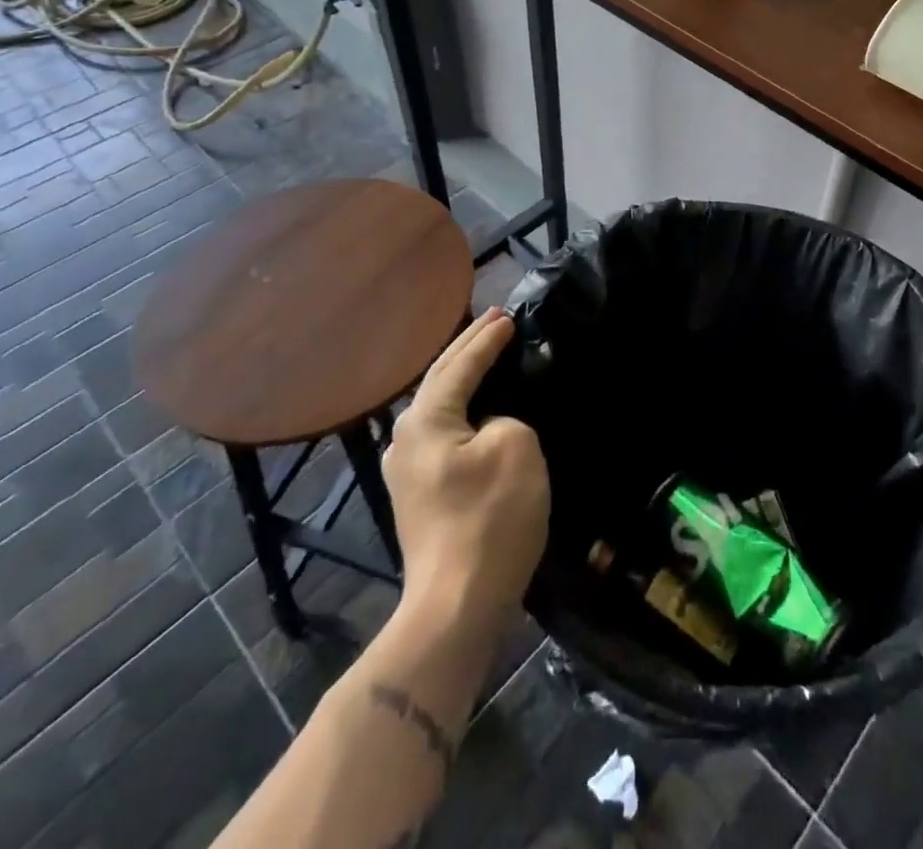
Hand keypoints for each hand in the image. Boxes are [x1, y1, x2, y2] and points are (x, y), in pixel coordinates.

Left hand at [384, 308, 548, 630]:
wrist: (456, 606)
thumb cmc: (489, 519)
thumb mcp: (516, 448)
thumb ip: (504, 420)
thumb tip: (489, 429)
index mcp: (426, 420)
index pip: (460, 365)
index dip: (487, 339)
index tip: (510, 316)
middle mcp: (406, 438)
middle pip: (441, 380)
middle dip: (469, 349)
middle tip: (495, 322)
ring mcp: (407, 471)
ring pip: (440, 408)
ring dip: (463, 379)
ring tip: (485, 355)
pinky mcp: (419, 497)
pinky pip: (444, 434)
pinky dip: (462, 410)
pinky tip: (476, 410)